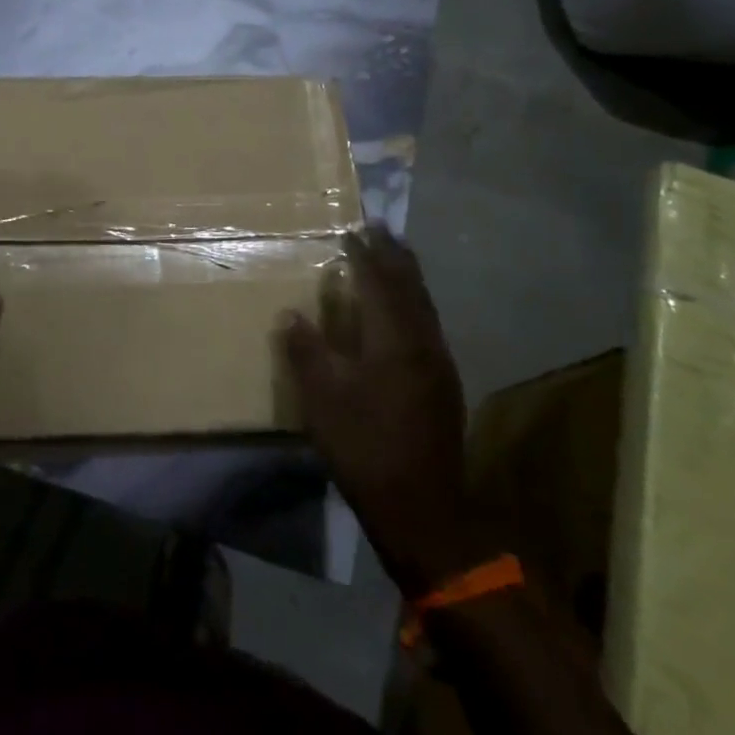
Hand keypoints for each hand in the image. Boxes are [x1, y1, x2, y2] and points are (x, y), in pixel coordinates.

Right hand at [279, 226, 471, 597]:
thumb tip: (291, 314)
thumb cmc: (364, 447)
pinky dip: (414, 302)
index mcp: (392, 340)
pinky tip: (404, 310)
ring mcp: (438, 362)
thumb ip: (307, 351)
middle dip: (395, 255)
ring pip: (424, 305)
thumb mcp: (322, 400)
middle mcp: (422, 342)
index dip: (365, 255)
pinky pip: (428, 324)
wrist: (421, 505)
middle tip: (380, 229)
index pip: (379, 283)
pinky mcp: (443, 382)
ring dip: (408, 276)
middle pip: (410, 287)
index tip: (352, 231)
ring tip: (394, 256)